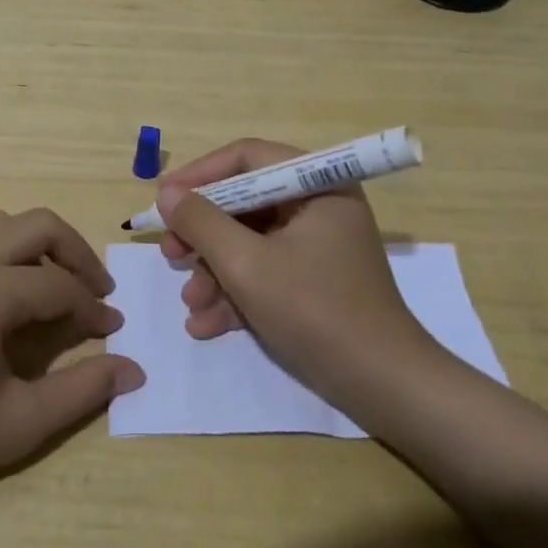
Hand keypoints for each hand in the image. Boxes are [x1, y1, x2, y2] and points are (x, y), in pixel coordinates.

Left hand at [0, 208, 143, 508]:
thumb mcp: (18, 423)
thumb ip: (82, 391)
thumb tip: (134, 370)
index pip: (59, 284)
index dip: (93, 307)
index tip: (114, 329)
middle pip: (38, 226)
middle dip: (75, 253)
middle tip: (96, 291)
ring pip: (4, 223)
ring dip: (38, 245)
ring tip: (55, 286)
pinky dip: (5, 249)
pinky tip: (8, 293)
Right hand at [157, 139, 440, 403]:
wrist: (383, 388)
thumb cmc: (316, 312)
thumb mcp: (247, 265)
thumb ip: (202, 223)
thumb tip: (167, 194)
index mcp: (317, 185)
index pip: (248, 158)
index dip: (200, 174)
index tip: (163, 199)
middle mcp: (318, 206)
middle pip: (245, 202)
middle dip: (203, 233)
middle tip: (170, 253)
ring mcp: (317, 246)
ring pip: (249, 241)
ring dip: (214, 271)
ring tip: (190, 302)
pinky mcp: (313, 281)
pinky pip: (264, 271)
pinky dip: (235, 292)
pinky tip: (205, 324)